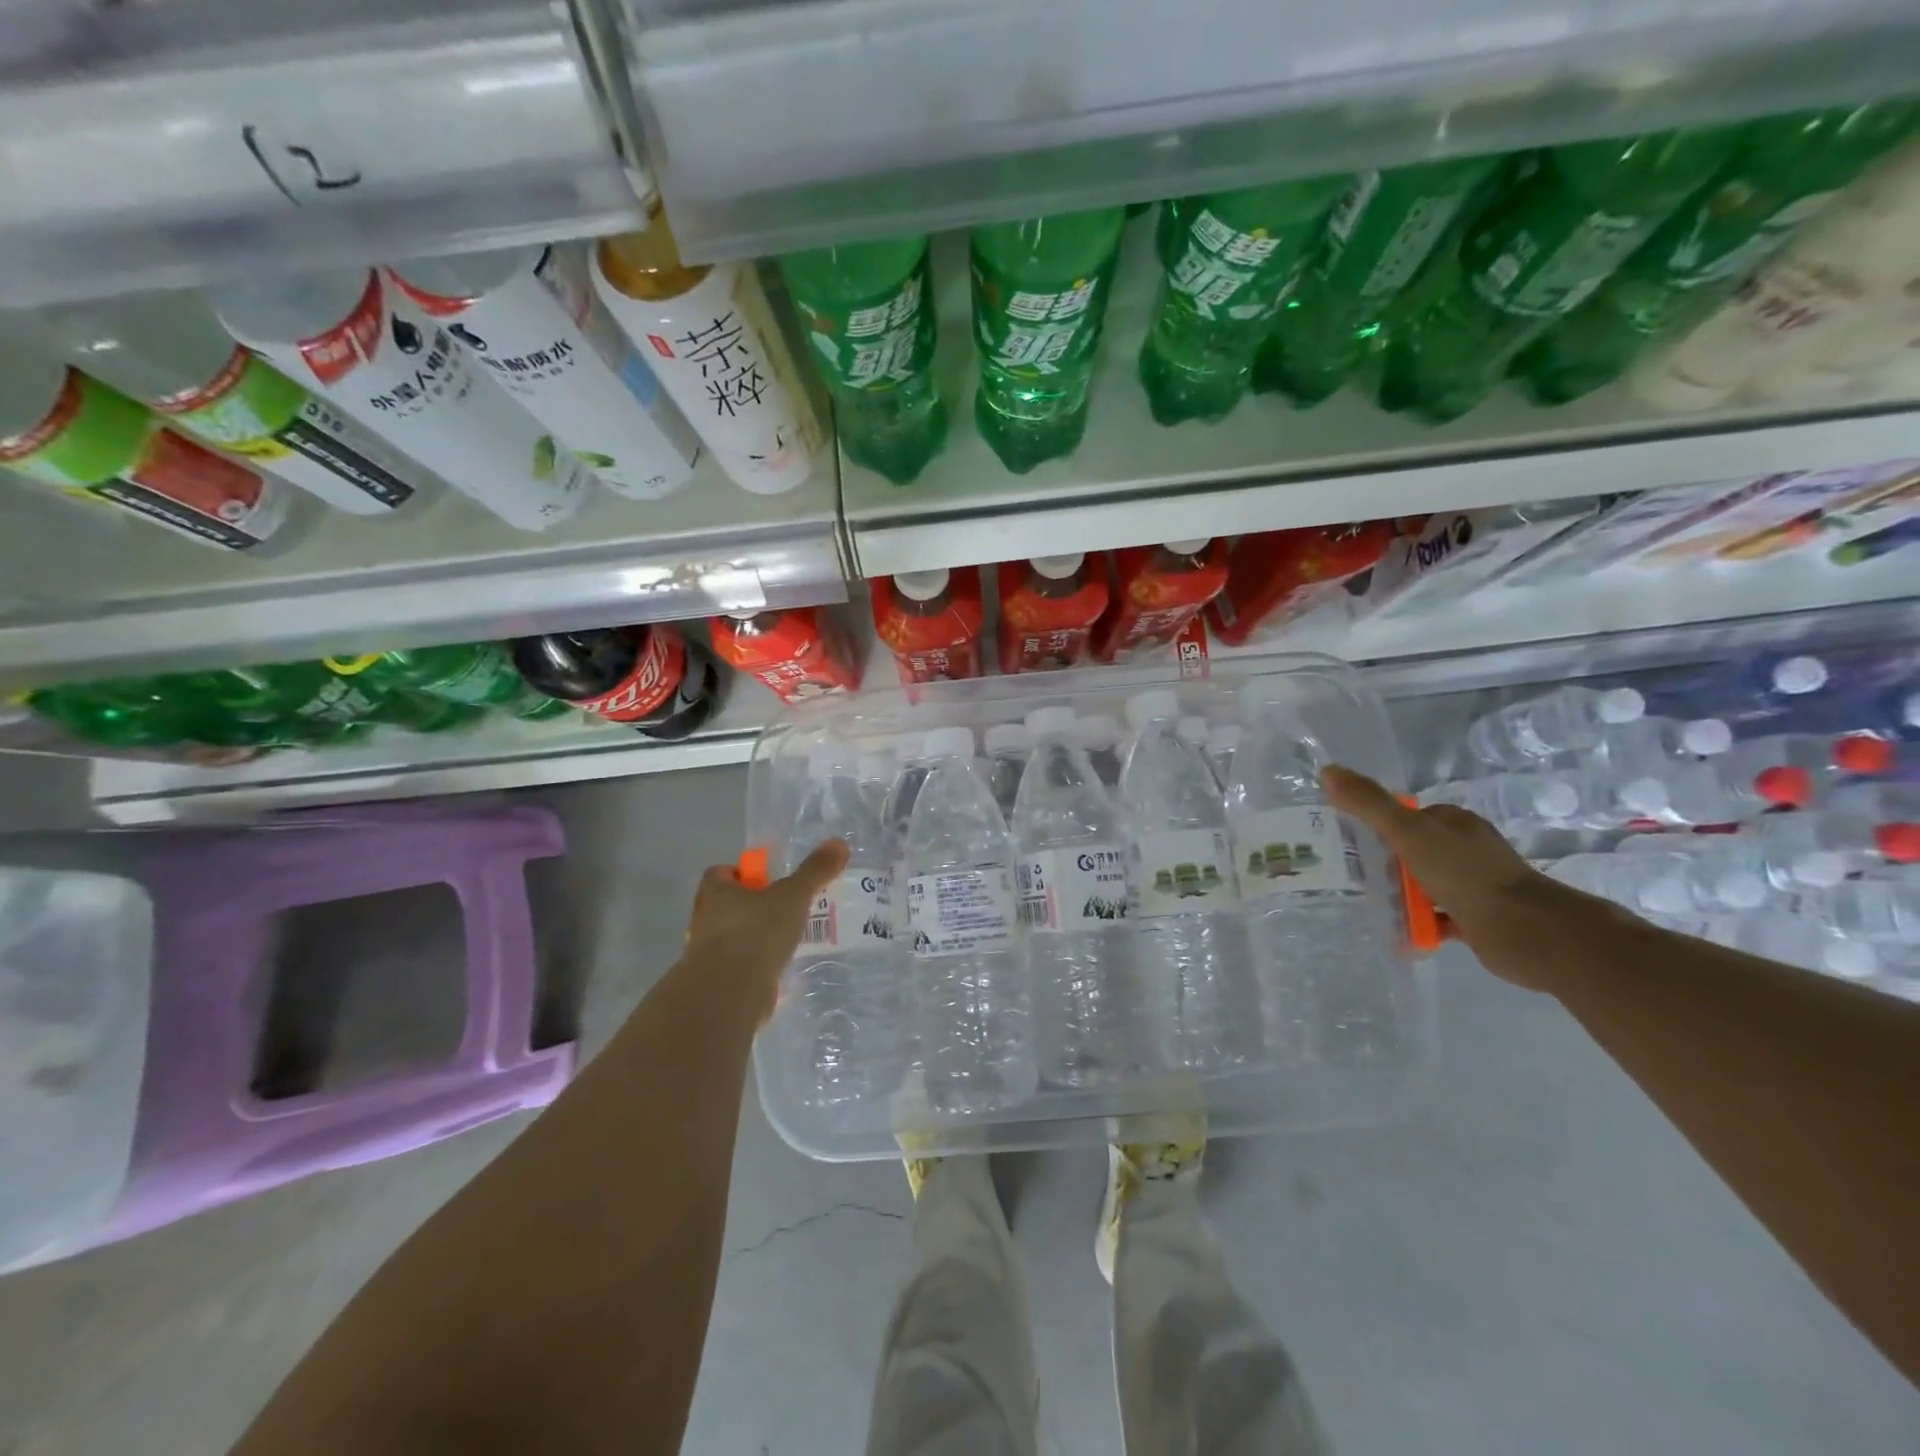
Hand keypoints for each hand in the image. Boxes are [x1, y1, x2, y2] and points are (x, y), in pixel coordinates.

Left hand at [681, 839, 849, 1023]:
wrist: (731, 992)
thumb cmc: (757, 931)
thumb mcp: (793, 896)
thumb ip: (815, 871)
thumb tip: (839, 843)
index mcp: (715, 892)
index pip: (720, 873)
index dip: (742, 874)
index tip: (767, 881)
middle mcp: (704, 920)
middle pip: (726, 905)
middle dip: (751, 907)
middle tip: (783, 909)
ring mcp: (707, 954)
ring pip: (732, 938)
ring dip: (754, 938)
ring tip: (786, 941)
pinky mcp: (718, 983)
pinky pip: (738, 967)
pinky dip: (756, 967)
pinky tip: (779, 970)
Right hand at [1321, 764, 1563, 989]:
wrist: (1524, 930)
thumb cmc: (1465, 873)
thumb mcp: (1408, 832)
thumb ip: (1369, 804)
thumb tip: (1327, 770)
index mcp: (1454, 823)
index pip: (1407, 817)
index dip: (1378, 826)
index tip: (1349, 842)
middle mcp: (1466, 848)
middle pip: (1414, 850)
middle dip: (1385, 863)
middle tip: (1352, 876)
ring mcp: (1475, 884)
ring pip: (1425, 884)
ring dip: (1401, 895)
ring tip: (1368, 905)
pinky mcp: (1478, 917)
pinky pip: (1438, 918)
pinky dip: (1419, 924)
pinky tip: (1397, 934)